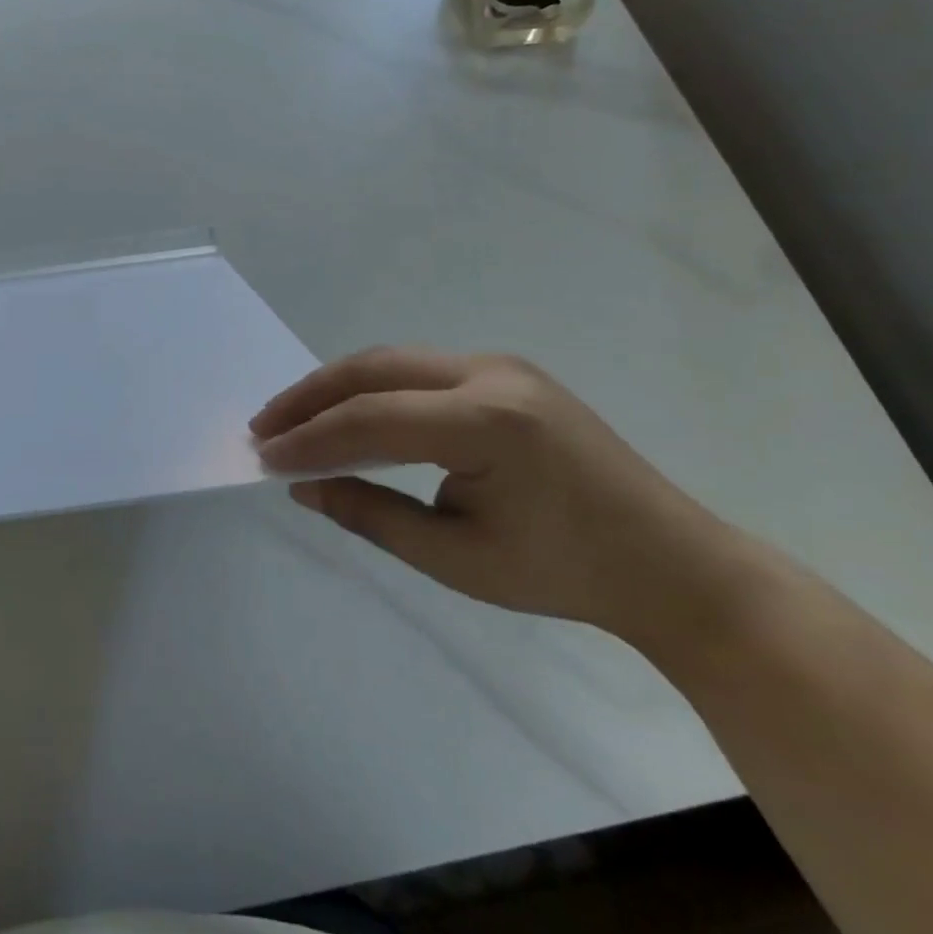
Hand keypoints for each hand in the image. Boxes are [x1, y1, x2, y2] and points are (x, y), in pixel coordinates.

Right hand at [251, 348, 740, 640]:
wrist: (668, 562)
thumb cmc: (564, 572)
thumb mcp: (455, 557)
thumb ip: (371, 514)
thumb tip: (304, 486)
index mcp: (487, 421)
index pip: (371, 419)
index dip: (310, 438)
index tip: (263, 457)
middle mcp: (492, 373)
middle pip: (375, 369)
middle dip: (311, 396)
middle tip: (265, 427)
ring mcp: (503, 365)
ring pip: (395, 361)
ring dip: (340, 388)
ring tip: (294, 419)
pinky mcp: (508, 373)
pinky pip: (422, 371)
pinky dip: (376, 389)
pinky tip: (352, 413)